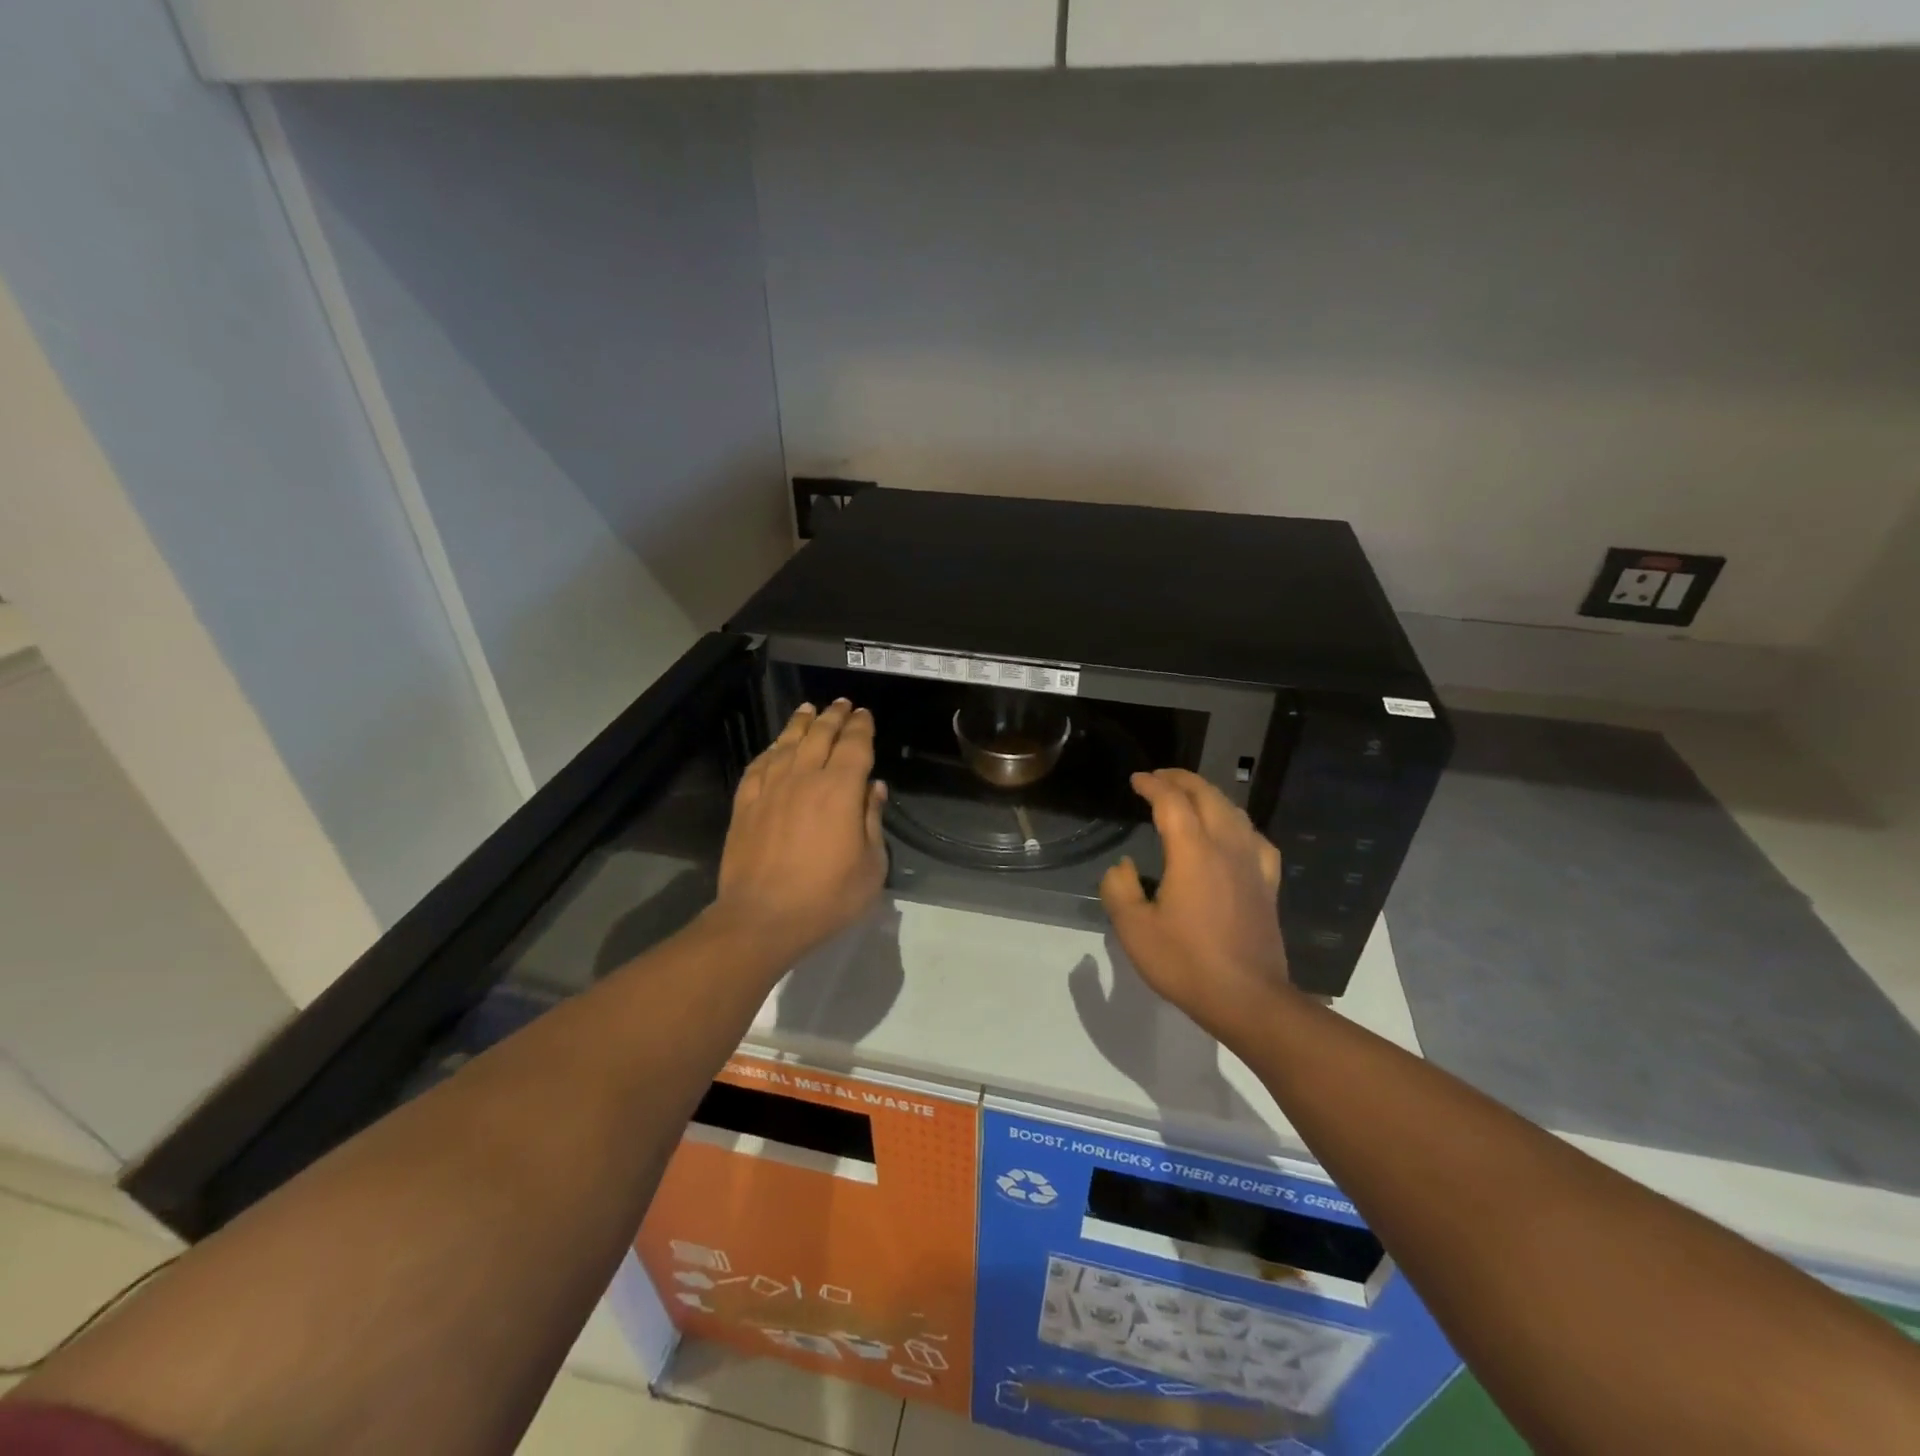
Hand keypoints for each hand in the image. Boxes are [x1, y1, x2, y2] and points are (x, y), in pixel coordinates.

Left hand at [707, 699, 887, 967]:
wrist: (761, 918)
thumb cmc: (826, 897)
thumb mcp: (870, 866)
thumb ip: (872, 820)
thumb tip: (874, 787)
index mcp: (840, 790)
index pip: (854, 745)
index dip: (861, 726)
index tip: (865, 714)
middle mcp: (804, 778)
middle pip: (820, 735)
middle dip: (834, 716)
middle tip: (842, 704)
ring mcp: (770, 789)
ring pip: (787, 743)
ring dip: (801, 723)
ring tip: (809, 709)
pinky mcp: (745, 804)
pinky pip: (759, 766)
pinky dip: (770, 751)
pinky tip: (774, 747)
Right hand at [1100, 768, 1291, 1034]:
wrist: (1248, 999)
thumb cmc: (1185, 962)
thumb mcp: (1133, 929)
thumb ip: (1119, 889)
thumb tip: (1124, 867)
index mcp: (1193, 852)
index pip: (1172, 801)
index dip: (1152, 784)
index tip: (1136, 780)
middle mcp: (1226, 847)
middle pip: (1207, 796)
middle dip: (1182, 780)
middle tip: (1159, 778)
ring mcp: (1253, 865)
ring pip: (1234, 812)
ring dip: (1209, 796)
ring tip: (1190, 797)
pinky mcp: (1268, 885)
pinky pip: (1256, 839)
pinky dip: (1239, 824)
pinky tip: (1234, 834)